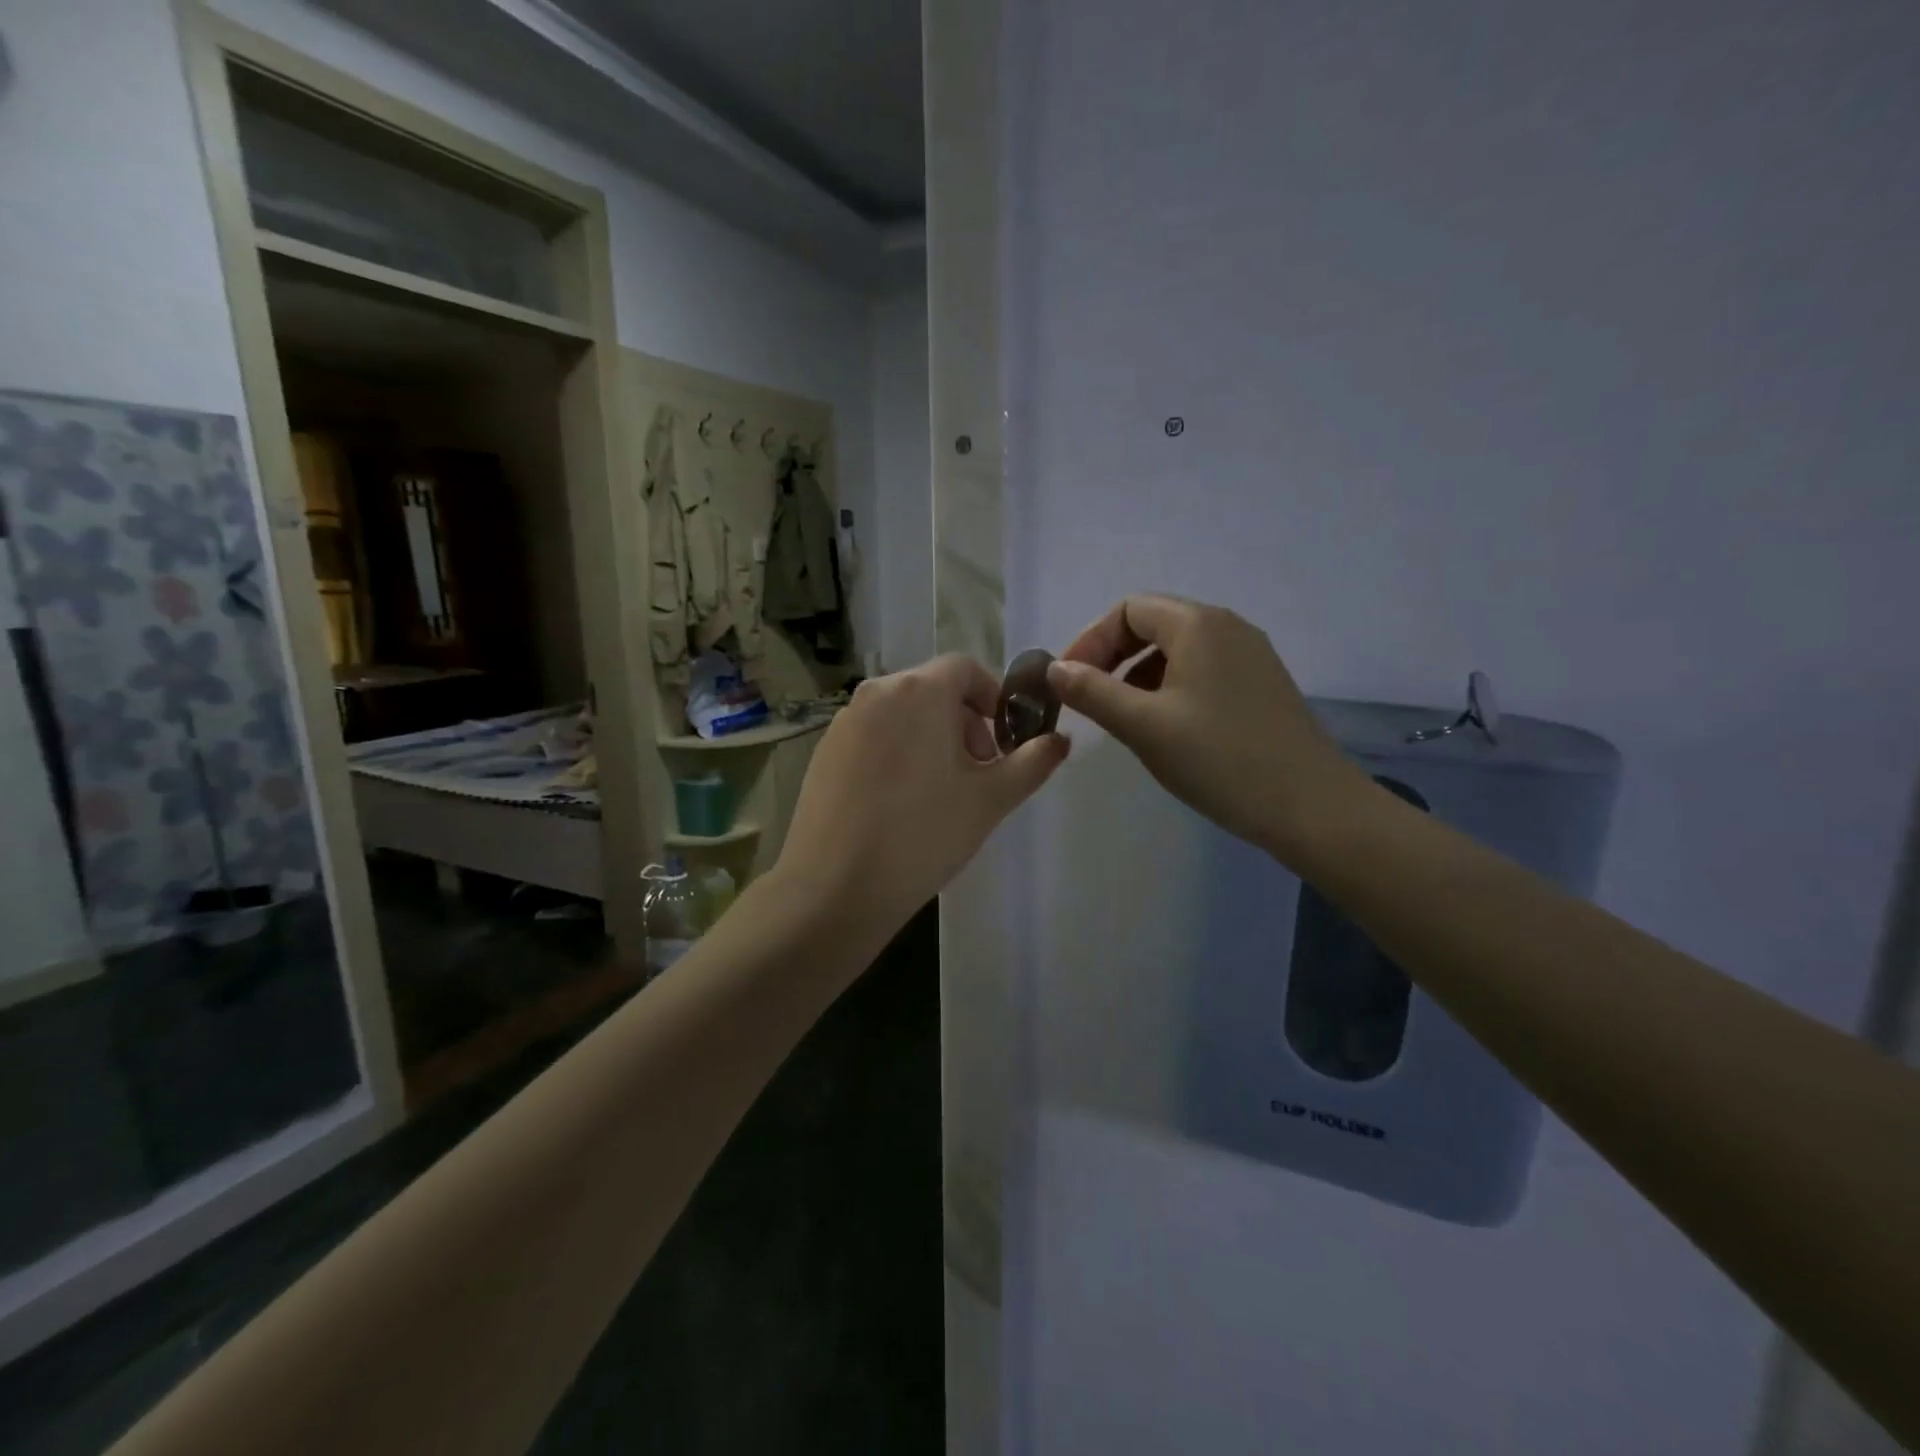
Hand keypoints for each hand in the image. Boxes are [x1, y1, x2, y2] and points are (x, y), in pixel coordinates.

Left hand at [777, 655, 1069, 939]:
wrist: (836, 886)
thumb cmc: (924, 834)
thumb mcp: (991, 799)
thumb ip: (1032, 762)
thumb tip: (1059, 741)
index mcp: (919, 690)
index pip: (965, 668)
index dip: (992, 698)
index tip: (1003, 741)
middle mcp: (877, 692)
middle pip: (932, 689)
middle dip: (963, 722)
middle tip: (976, 773)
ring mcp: (844, 721)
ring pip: (900, 713)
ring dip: (929, 737)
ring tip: (938, 792)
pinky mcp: (823, 751)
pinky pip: (872, 736)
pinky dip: (895, 752)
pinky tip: (898, 803)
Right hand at [1048, 595, 1368, 861]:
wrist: (1310, 806)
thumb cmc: (1219, 759)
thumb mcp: (1143, 726)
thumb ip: (1092, 692)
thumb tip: (1055, 669)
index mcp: (1198, 624)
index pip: (1128, 609)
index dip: (1091, 640)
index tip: (1069, 682)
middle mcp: (1227, 627)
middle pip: (1154, 623)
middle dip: (1113, 655)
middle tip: (1090, 697)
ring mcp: (1251, 655)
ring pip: (1179, 648)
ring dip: (1140, 672)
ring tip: (1124, 715)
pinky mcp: (1262, 684)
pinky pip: (1204, 669)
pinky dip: (1171, 686)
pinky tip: (1166, 726)